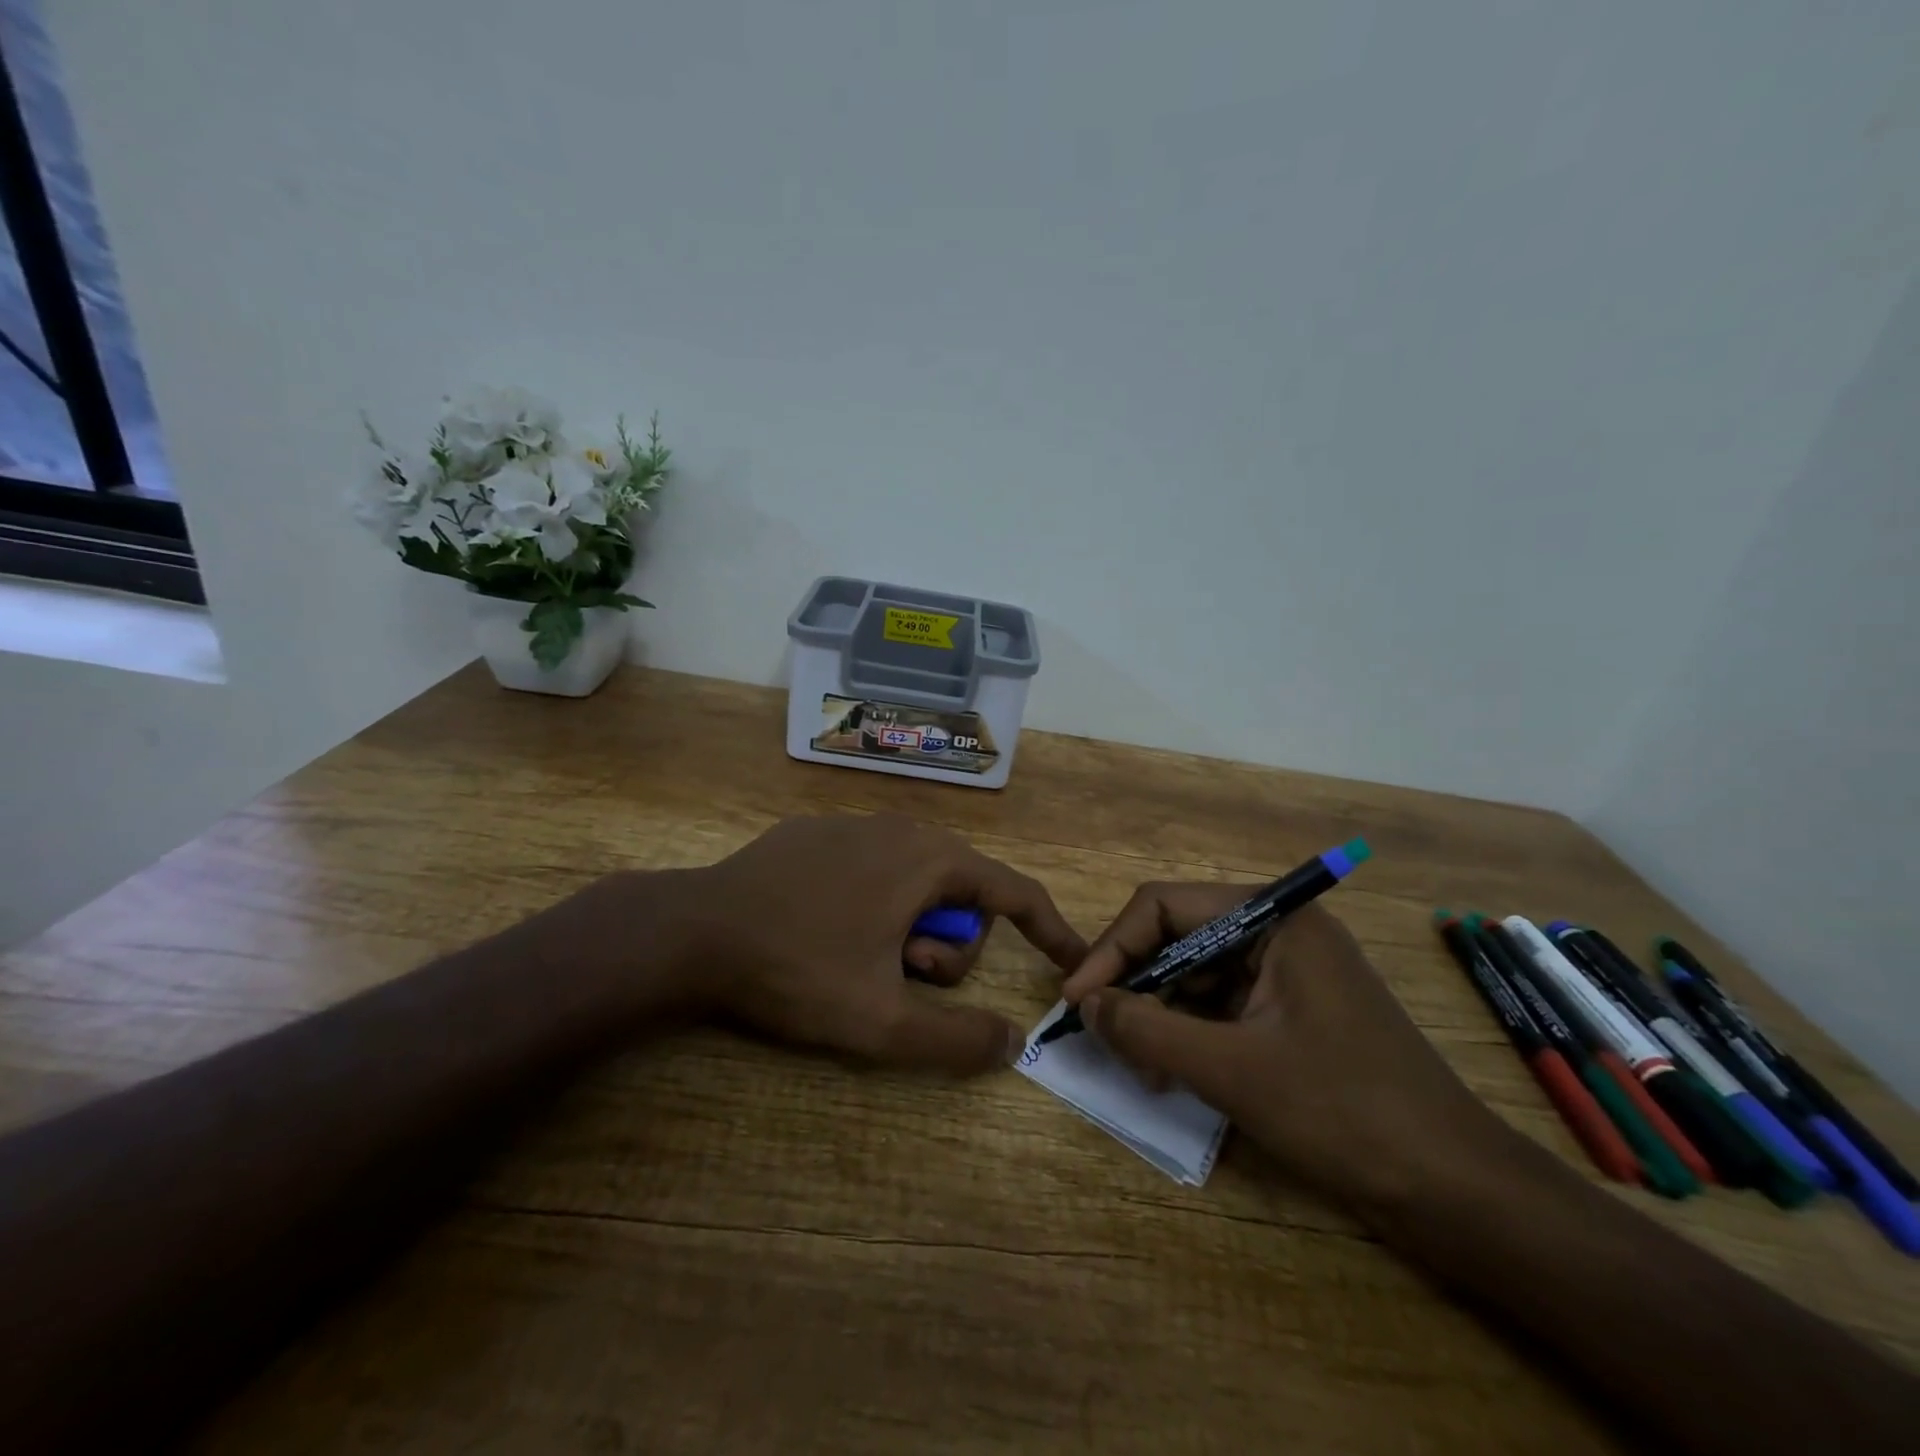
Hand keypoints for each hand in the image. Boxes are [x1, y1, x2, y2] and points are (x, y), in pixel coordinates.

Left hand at [650, 815, 1085, 1073]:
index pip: (1016, 892)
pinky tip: (824, 930)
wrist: (693, 931)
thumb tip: (1013, 1043)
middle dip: (944, 948)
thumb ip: (958, 1039)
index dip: (1051, 931)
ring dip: (906, 931)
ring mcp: (854, 824)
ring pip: (914, 883)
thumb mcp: (882, 1022)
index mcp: (930, 860)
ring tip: (857, 960)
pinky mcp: (815, 833)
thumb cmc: (798, 970)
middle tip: (900, 978)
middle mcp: (901, 828)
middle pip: (961, 895)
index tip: (1072, 962)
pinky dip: (872, 905)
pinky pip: (872, 870)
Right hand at [1061, 886, 1511, 1213]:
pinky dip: (1190, 1034)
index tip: (1078, 999)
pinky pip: (1222, 1007)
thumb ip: (1147, 1028)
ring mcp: (1289, 974)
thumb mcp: (1231, 1068)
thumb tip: (1084, 1003)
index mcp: (1273, 919)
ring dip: (1160, 1013)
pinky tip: (1170, 1072)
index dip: (1114, 948)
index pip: (1166, 906)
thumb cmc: (1343, 1112)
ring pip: (1197, 976)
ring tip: (1137, 1064)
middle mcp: (1279, 933)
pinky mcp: (1293, 1014)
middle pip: (1180, 938)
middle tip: (1104, 1035)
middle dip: (1137, 985)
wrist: (1456, 1192)